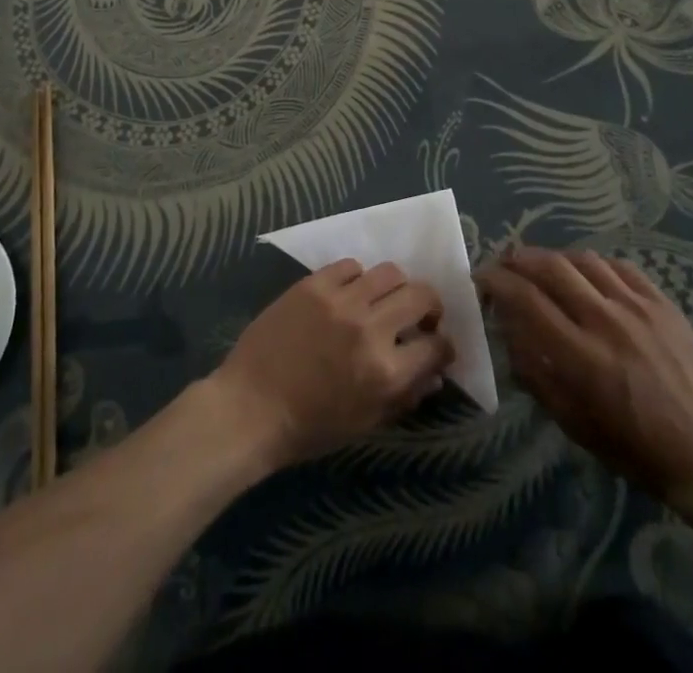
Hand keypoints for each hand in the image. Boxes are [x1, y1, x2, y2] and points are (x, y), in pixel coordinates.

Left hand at [208, 259, 454, 472]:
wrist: (250, 407)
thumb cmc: (309, 427)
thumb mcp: (365, 423)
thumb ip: (405, 396)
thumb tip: (435, 374)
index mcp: (386, 372)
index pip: (436, 345)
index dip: (443, 345)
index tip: (437, 344)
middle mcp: (369, 328)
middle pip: (420, 295)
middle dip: (429, 307)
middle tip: (419, 316)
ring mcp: (340, 301)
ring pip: (389, 272)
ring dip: (395, 288)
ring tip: (383, 300)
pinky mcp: (314, 284)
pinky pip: (350, 266)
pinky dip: (357, 278)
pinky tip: (349, 294)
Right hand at [479, 246, 692, 525]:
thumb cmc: (633, 448)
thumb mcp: (571, 422)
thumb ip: (533, 371)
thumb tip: (508, 328)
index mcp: (581, 357)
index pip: (526, 299)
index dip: (497, 282)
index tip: (482, 280)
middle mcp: (606, 321)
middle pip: (550, 267)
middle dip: (518, 260)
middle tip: (504, 265)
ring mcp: (638, 308)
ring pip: (583, 260)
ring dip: (553, 258)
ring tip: (542, 268)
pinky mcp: (663, 303)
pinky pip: (618, 267)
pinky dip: (592, 265)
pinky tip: (585, 276)